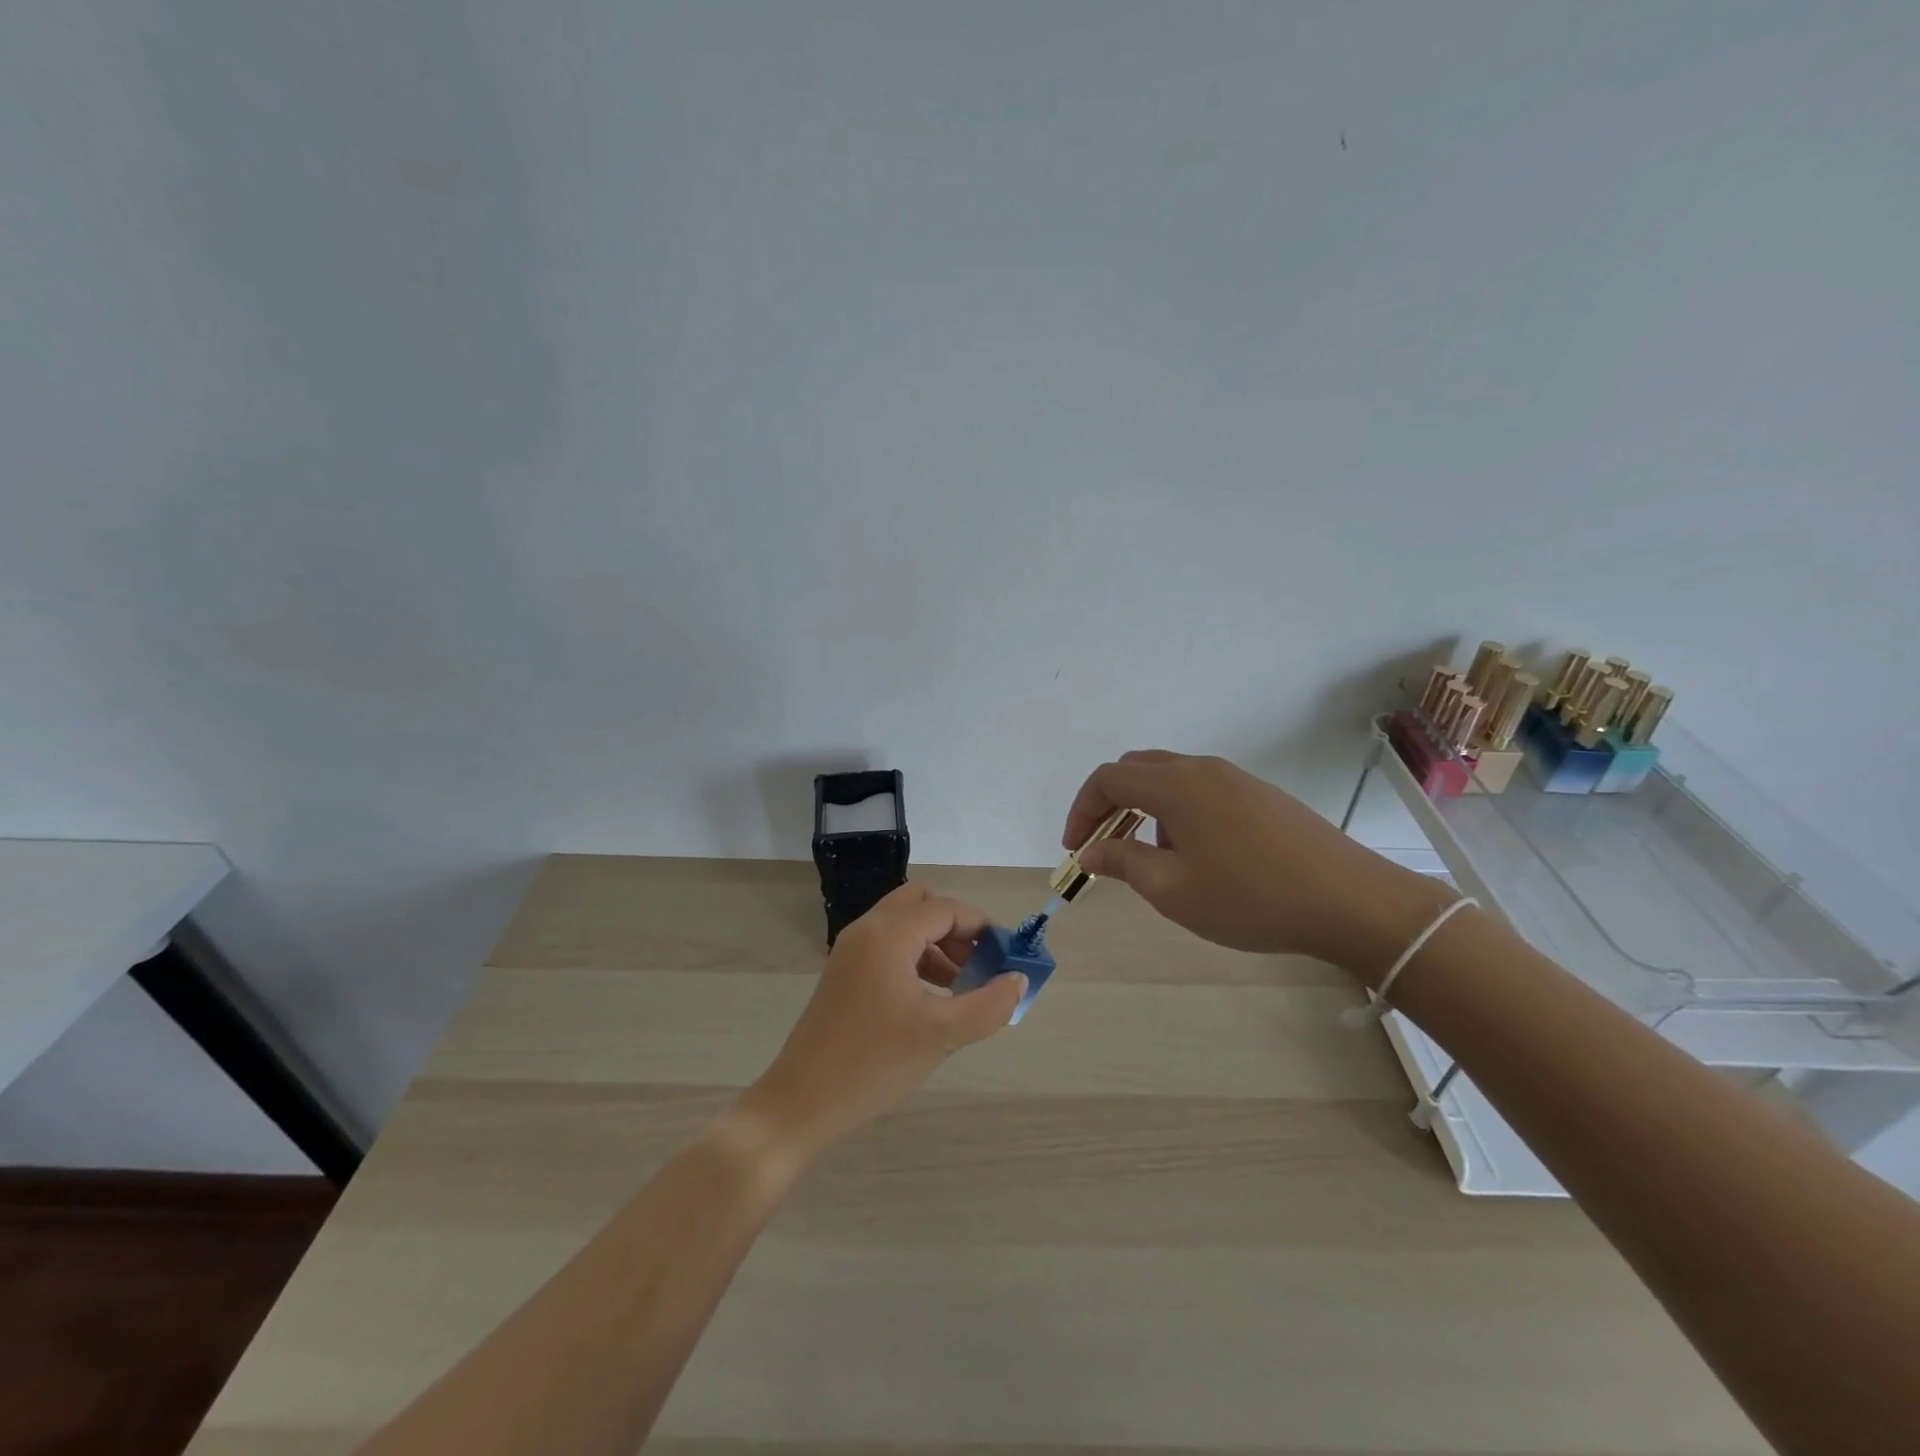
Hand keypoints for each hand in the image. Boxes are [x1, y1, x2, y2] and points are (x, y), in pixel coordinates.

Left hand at [735, 884, 1026, 1158]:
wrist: (800, 1102)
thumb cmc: (873, 1063)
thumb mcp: (940, 1035)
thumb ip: (988, 1005)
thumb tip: (1018, 980)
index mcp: (888, 935)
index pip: (945, 909)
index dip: (982, 927)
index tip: (1008, 955)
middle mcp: (867, 931)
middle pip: (922, 904)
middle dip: (957, 927)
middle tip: (980, 962)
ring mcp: (851, 951)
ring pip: (904, 925)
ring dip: (937, 943)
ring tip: (963, 985)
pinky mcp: (844, 974)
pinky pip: (889, 947)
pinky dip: (916, 958)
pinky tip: (932, 998)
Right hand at [1063, 750, 1454, 981]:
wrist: (1350, 901)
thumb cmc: (1250, 897)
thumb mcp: (1173, 890)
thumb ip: (1123, 863)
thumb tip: (1091, 852)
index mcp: (1176, 785)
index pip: (1108, 779)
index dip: (1082, 810)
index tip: (1076, 849)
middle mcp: (1203, 769)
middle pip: (1137, 769)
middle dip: (1109, 803)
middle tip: (1102, 845)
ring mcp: (1237, 779)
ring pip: (1171, 778)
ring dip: (1144, 808)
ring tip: (1150, 857)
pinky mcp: (1261, 796)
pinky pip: (1201, 790)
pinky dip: (1177, 811)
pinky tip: (1196, 855)